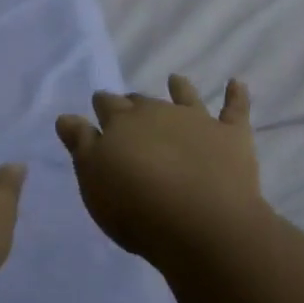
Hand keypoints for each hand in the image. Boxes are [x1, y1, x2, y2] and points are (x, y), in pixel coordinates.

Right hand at [55, 76, 267, 266]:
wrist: (201, 222)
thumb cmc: (136, 208)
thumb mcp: (94, 180)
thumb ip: (81, 145)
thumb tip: (67, 116)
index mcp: (122, 123)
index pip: (107, 106)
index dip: (102, 106)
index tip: (99, 105)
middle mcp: (159, 113)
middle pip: (142, 101)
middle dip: (134, 102)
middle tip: (130, 105)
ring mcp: (198, 121)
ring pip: (186, 97)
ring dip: (180, 88)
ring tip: (176, 79)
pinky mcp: (231, 136)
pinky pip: (235, 109)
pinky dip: (236, 95)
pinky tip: (236, 83)